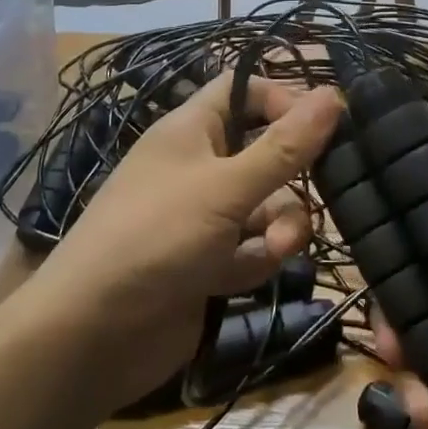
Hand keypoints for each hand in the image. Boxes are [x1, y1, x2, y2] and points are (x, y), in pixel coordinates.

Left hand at [24, 73, 344, 414]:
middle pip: (266, 152)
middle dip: (292, 176)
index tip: (322, 124)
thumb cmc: (156, 237)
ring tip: (277, 248)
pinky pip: (252, 247)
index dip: (284, 100)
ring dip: (281, 225)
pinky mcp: (210, 263)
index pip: (245, 90)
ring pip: (267, 205)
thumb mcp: (225, 187)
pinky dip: (258, 258)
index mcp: (192, 130)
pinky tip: (249, 275)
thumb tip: (336, 94)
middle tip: (321, 188)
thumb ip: (284, 147)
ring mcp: (204, 218)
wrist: (91, 337)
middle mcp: (200, 166)